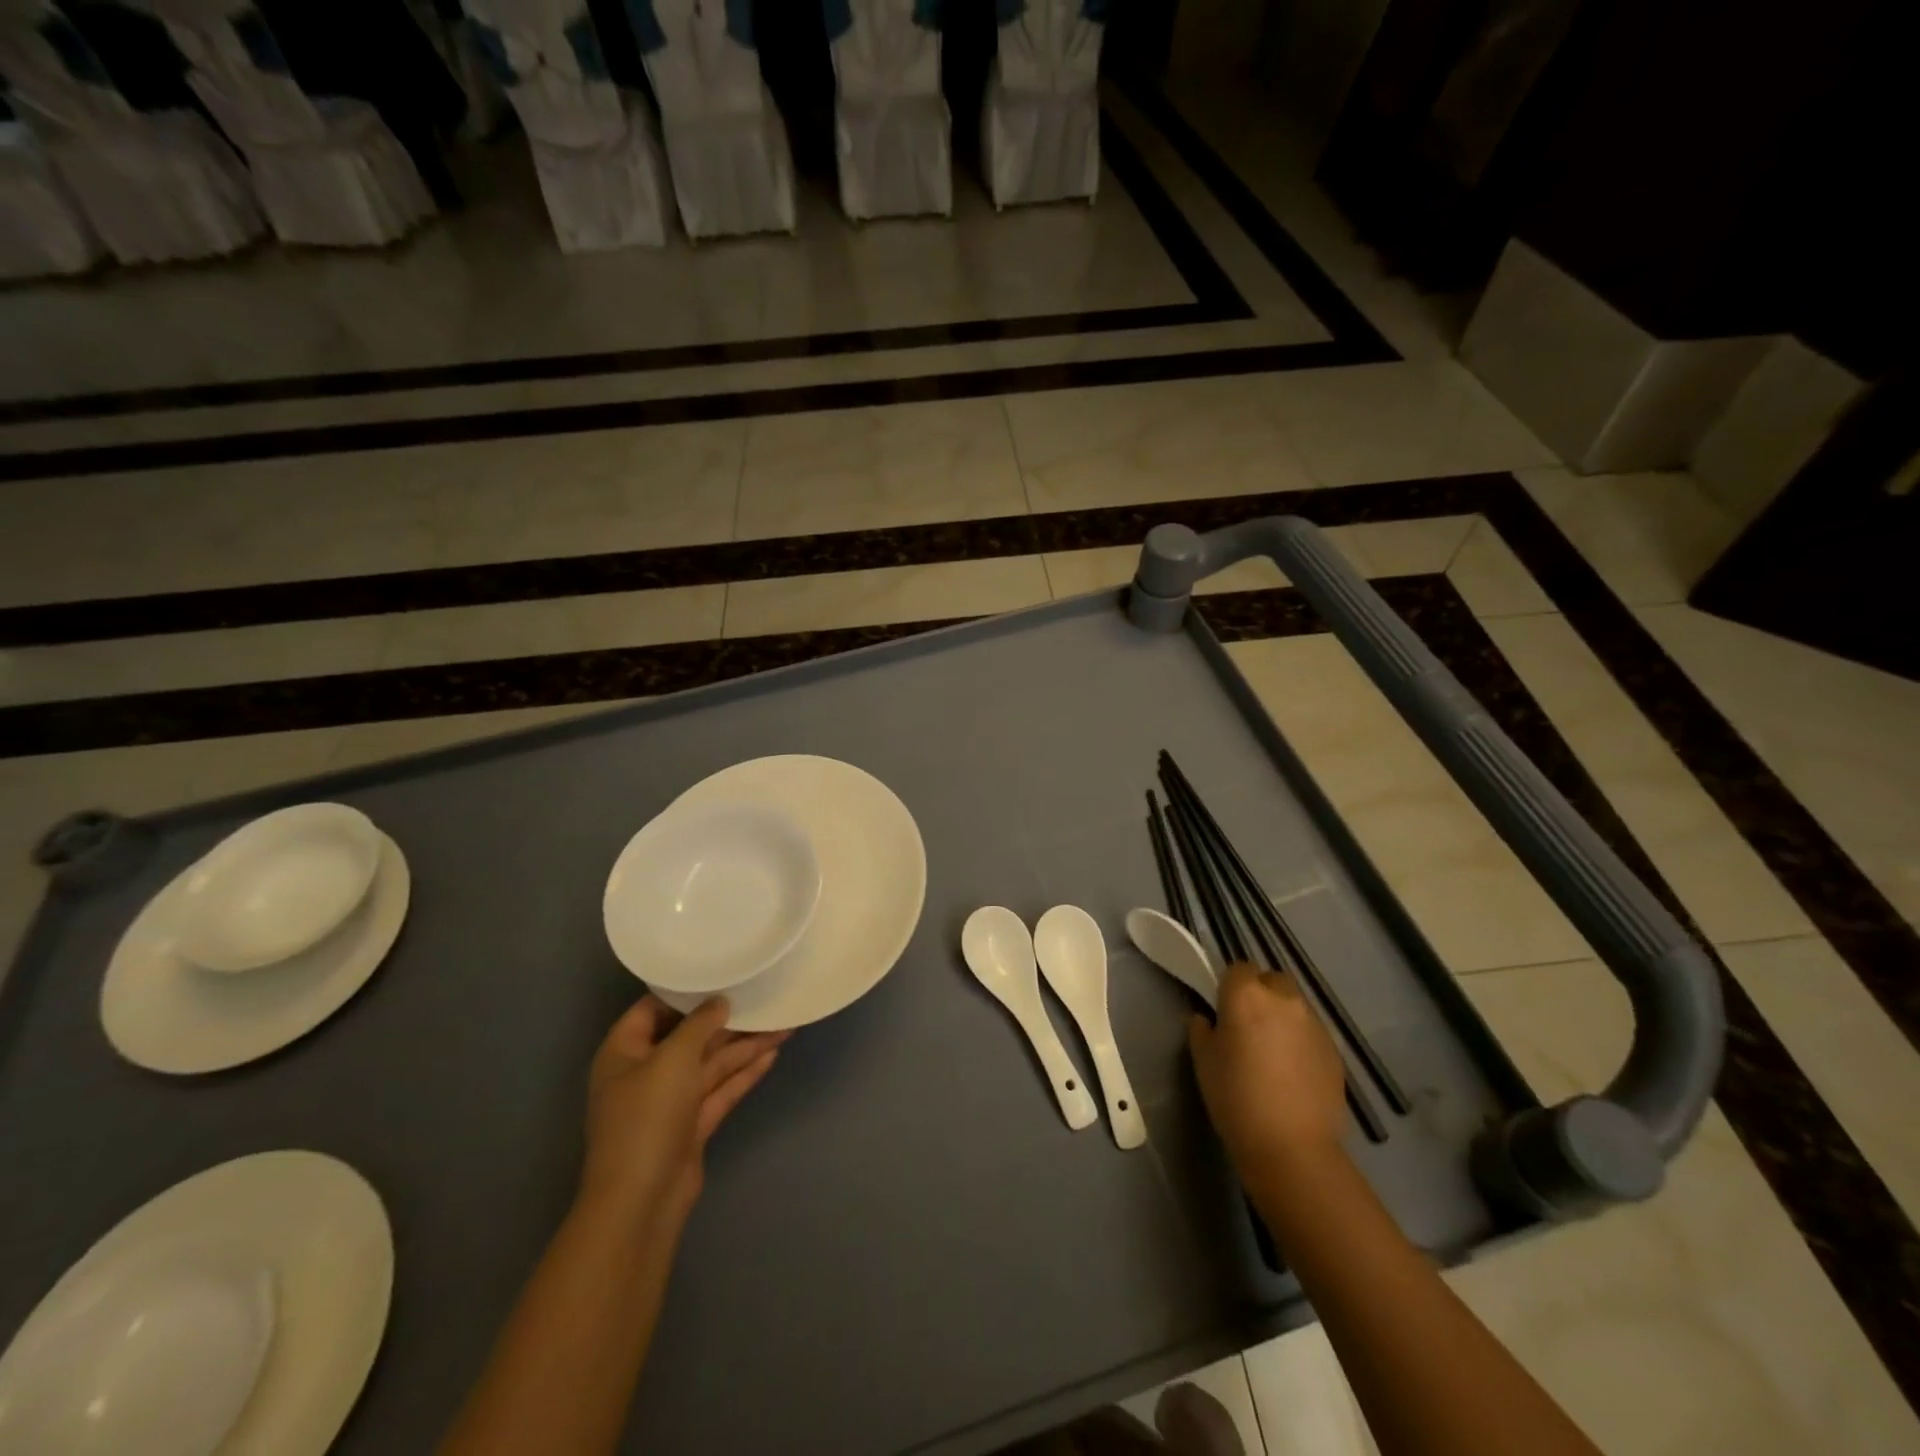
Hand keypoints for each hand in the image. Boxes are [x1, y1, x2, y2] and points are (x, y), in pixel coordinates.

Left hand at [579, 996, 788, 1229]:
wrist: (641, 1202)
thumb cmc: (646, 1118)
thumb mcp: (672, 1059)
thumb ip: (699, 1024)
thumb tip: (719, 1001)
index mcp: (625, 1051)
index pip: (654, 1008)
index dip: (686, 990)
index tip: (722, 971)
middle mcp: (647, 1071)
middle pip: (691, 1036)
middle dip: (728, 1020)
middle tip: (764, 995)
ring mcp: (670, 1100)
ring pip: (712, 1063)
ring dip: (745, 1046)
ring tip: (784, 1023)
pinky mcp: (692, 1124)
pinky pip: (721, 1089)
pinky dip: (745, 1073)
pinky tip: (773, 1054)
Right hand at [1188, 963, 1347, 1173]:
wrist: (1292, 1148)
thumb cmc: (1236, 1099)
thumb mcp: (1203, 1062)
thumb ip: (1202, 1031)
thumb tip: (1207, 1020)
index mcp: (1246, 996)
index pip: (1238, 969)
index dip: (1230, 986)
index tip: (1223, 1009)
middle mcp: (1284, 1000)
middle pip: (1272, 980)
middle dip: (1261, 994)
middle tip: (1248, 1026)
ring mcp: (1314, 1024)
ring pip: (1295, 1006)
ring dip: (1282, 1017)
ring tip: (1273, 1052)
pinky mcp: (1335, 1051)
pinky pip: (1311, 1033)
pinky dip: (1301, 1041)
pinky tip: (1292, 1073)